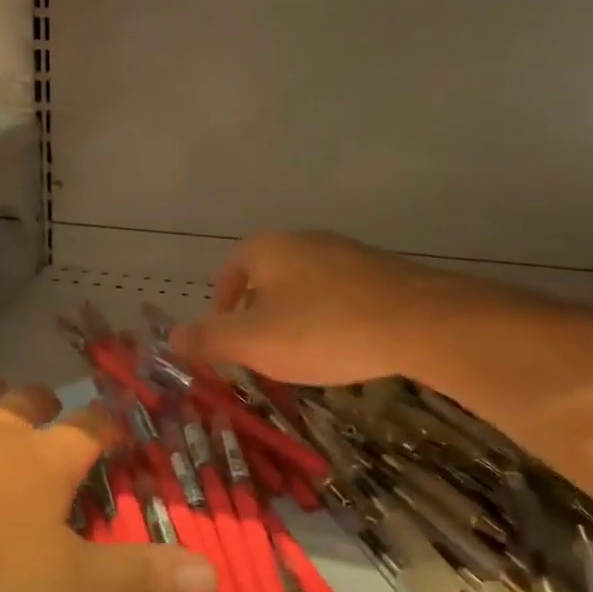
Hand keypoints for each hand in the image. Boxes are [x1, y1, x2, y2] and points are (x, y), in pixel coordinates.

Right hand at [171, 230, 439, 386]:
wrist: (420, 322)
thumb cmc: (322, 329)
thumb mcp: (254, 342)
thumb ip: (208, 338)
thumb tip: (172, 336)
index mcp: (267, 249)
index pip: (230, 269)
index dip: (222, 303)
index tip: (227, 336)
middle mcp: (304, 240)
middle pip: (268, 275)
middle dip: (259, 311)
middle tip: (263, 349)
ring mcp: (346, 252)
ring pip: (305, 283)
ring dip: (295, 314)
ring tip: (303, 351)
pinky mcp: (381, 271)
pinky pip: (341, 292)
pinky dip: (331, 315)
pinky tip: (344, 343)